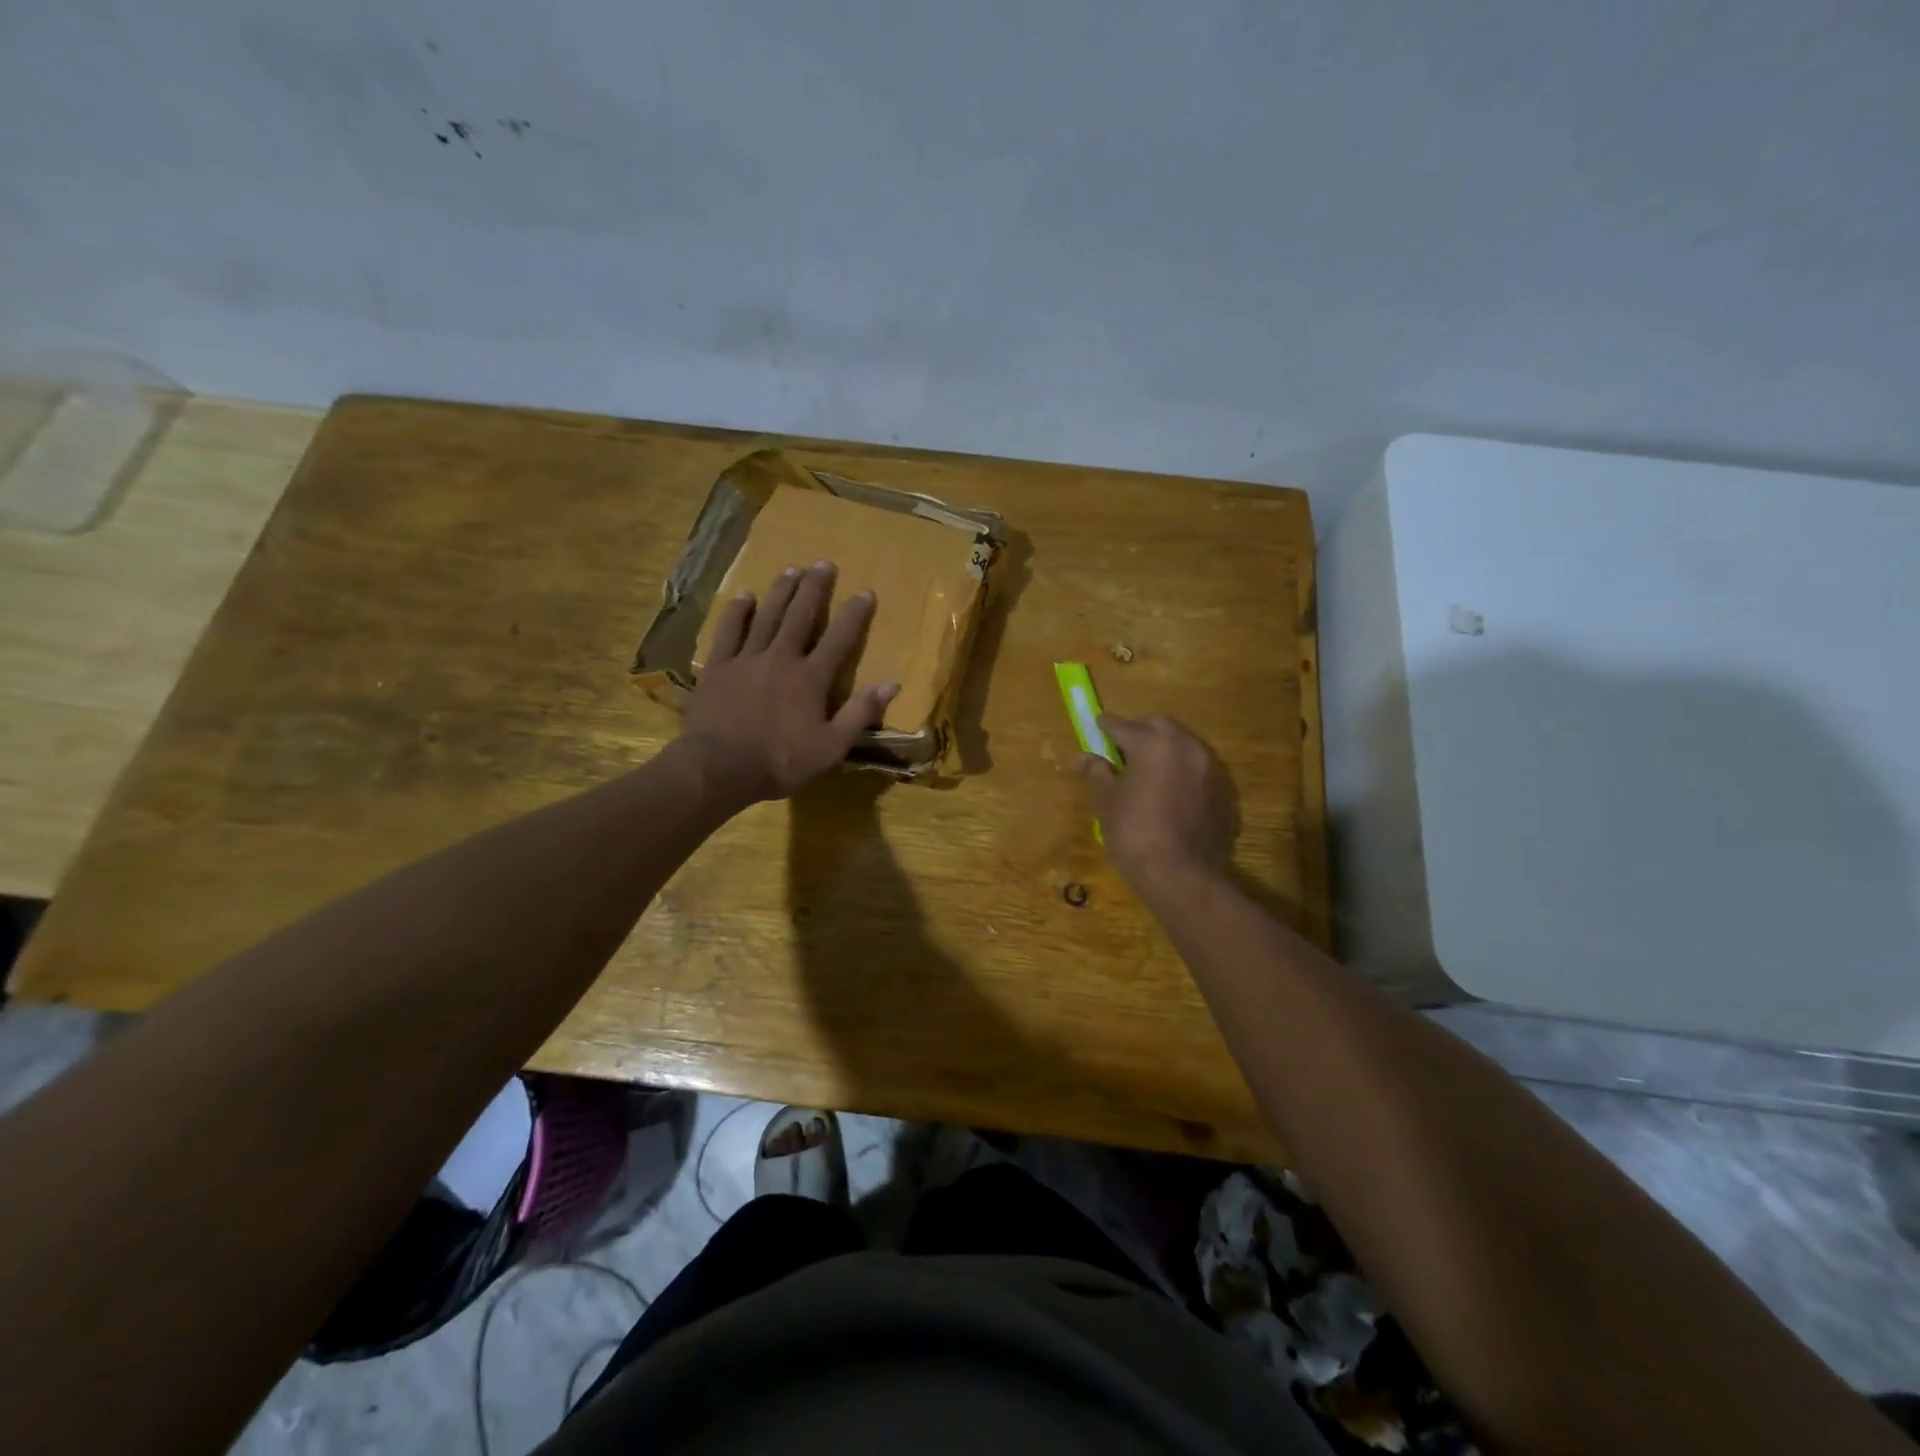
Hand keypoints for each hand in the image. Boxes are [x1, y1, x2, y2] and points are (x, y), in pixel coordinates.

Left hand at [681, 562, 898, 804]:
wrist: (719, 767)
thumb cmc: (780, 761)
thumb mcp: (831, 747)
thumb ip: (860, 714)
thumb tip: (891, 684)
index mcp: (811, 679)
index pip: (839, 640)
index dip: (854, 615)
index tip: (865, 592)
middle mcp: (781, 658)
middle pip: (800, 616)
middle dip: (814, 589)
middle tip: (823, 563)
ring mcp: (747, 659)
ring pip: (766, 616)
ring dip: (780, 592)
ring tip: (791, 569)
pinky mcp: (718, 667)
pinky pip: (728, 632)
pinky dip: (737, 612)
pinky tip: (744, 596)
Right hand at [1080, 714, 1238, 890]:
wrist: (1179, 874)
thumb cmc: (1133, 832)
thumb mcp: (1107, 800)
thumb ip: (1097, 772)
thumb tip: (1082, 757)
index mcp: (1153, 743)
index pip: (1123, 725)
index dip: (1106, 726)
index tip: (1097, 724)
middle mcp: (1186, 746)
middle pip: (1158, 726)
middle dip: (1139, 731)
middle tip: (1121, 747)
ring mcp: (1209, 767)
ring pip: (1182, 744)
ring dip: (1163, 749)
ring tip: (1145, 769)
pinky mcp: (1222, 789)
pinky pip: (1196, 768)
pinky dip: (1180, 770)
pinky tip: (1168, 789)